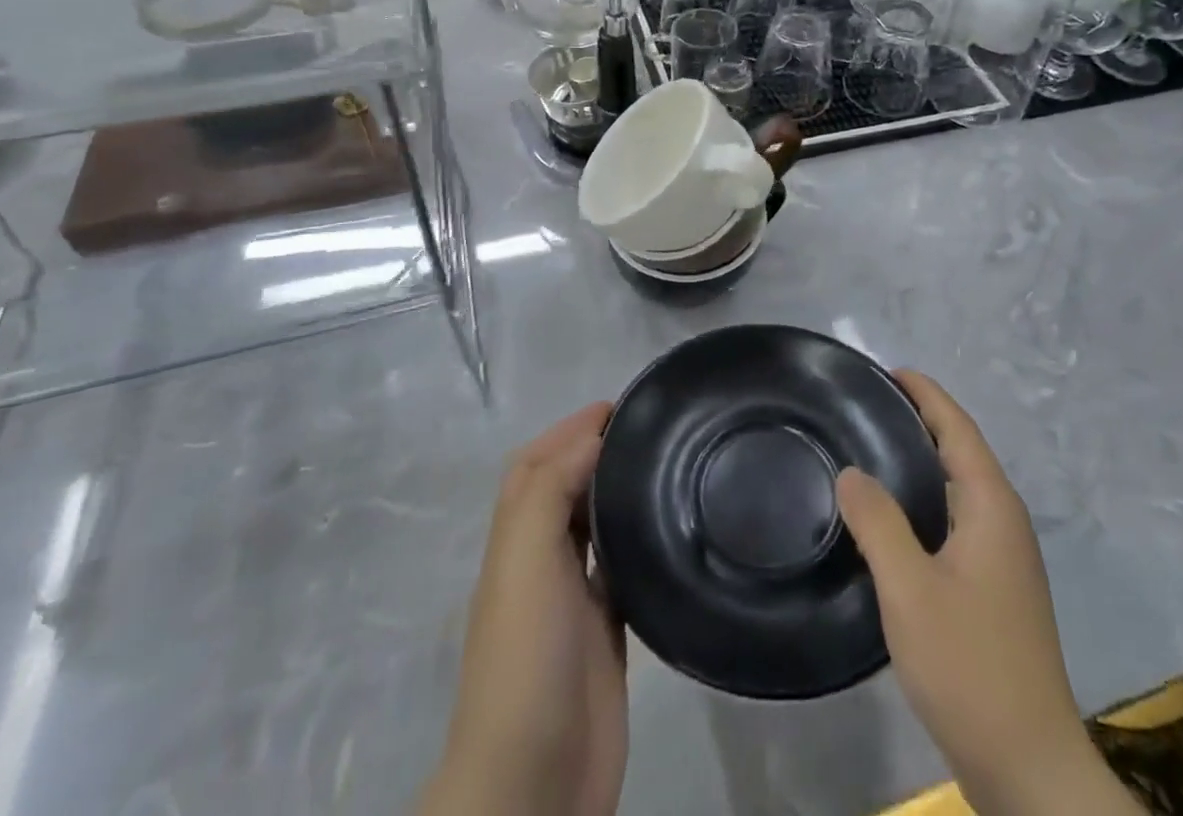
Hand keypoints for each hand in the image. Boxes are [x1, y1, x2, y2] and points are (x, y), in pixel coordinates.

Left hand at [419, 404, 626, 815]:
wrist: (533, 785)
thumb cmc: (526, 660)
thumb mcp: (525, 561)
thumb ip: (548, 492)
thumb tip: (589, 438)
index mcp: (515, 542)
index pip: (536, 466)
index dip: (569, 430)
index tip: (619, 406)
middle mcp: (539, 564)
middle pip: (563, 490)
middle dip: (594, 452)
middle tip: (650, 430)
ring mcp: (572, 602)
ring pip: (592, 528)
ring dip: (614, 493)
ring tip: (663, 465)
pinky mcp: (606, 636)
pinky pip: (620, 572)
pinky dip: (635, 542)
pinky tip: (667, 531)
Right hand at [835, 372, 1139, 815]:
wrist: (1027, 765)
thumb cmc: (969, 664)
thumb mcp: (910, 589)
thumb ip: (878, 523)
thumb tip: (851, 471)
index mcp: (992, 507)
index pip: (958, 428)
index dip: (926, 394)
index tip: (889, 370)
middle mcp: (1004, 522)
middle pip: (962, 451)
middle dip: (921, 420)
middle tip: (867, 406)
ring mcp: (1004, 558)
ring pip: (960, 487)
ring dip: (923, 460)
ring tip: (873, 449)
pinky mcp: (995, 589)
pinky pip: (957, 519)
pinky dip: (927, 499)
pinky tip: (894, 518)